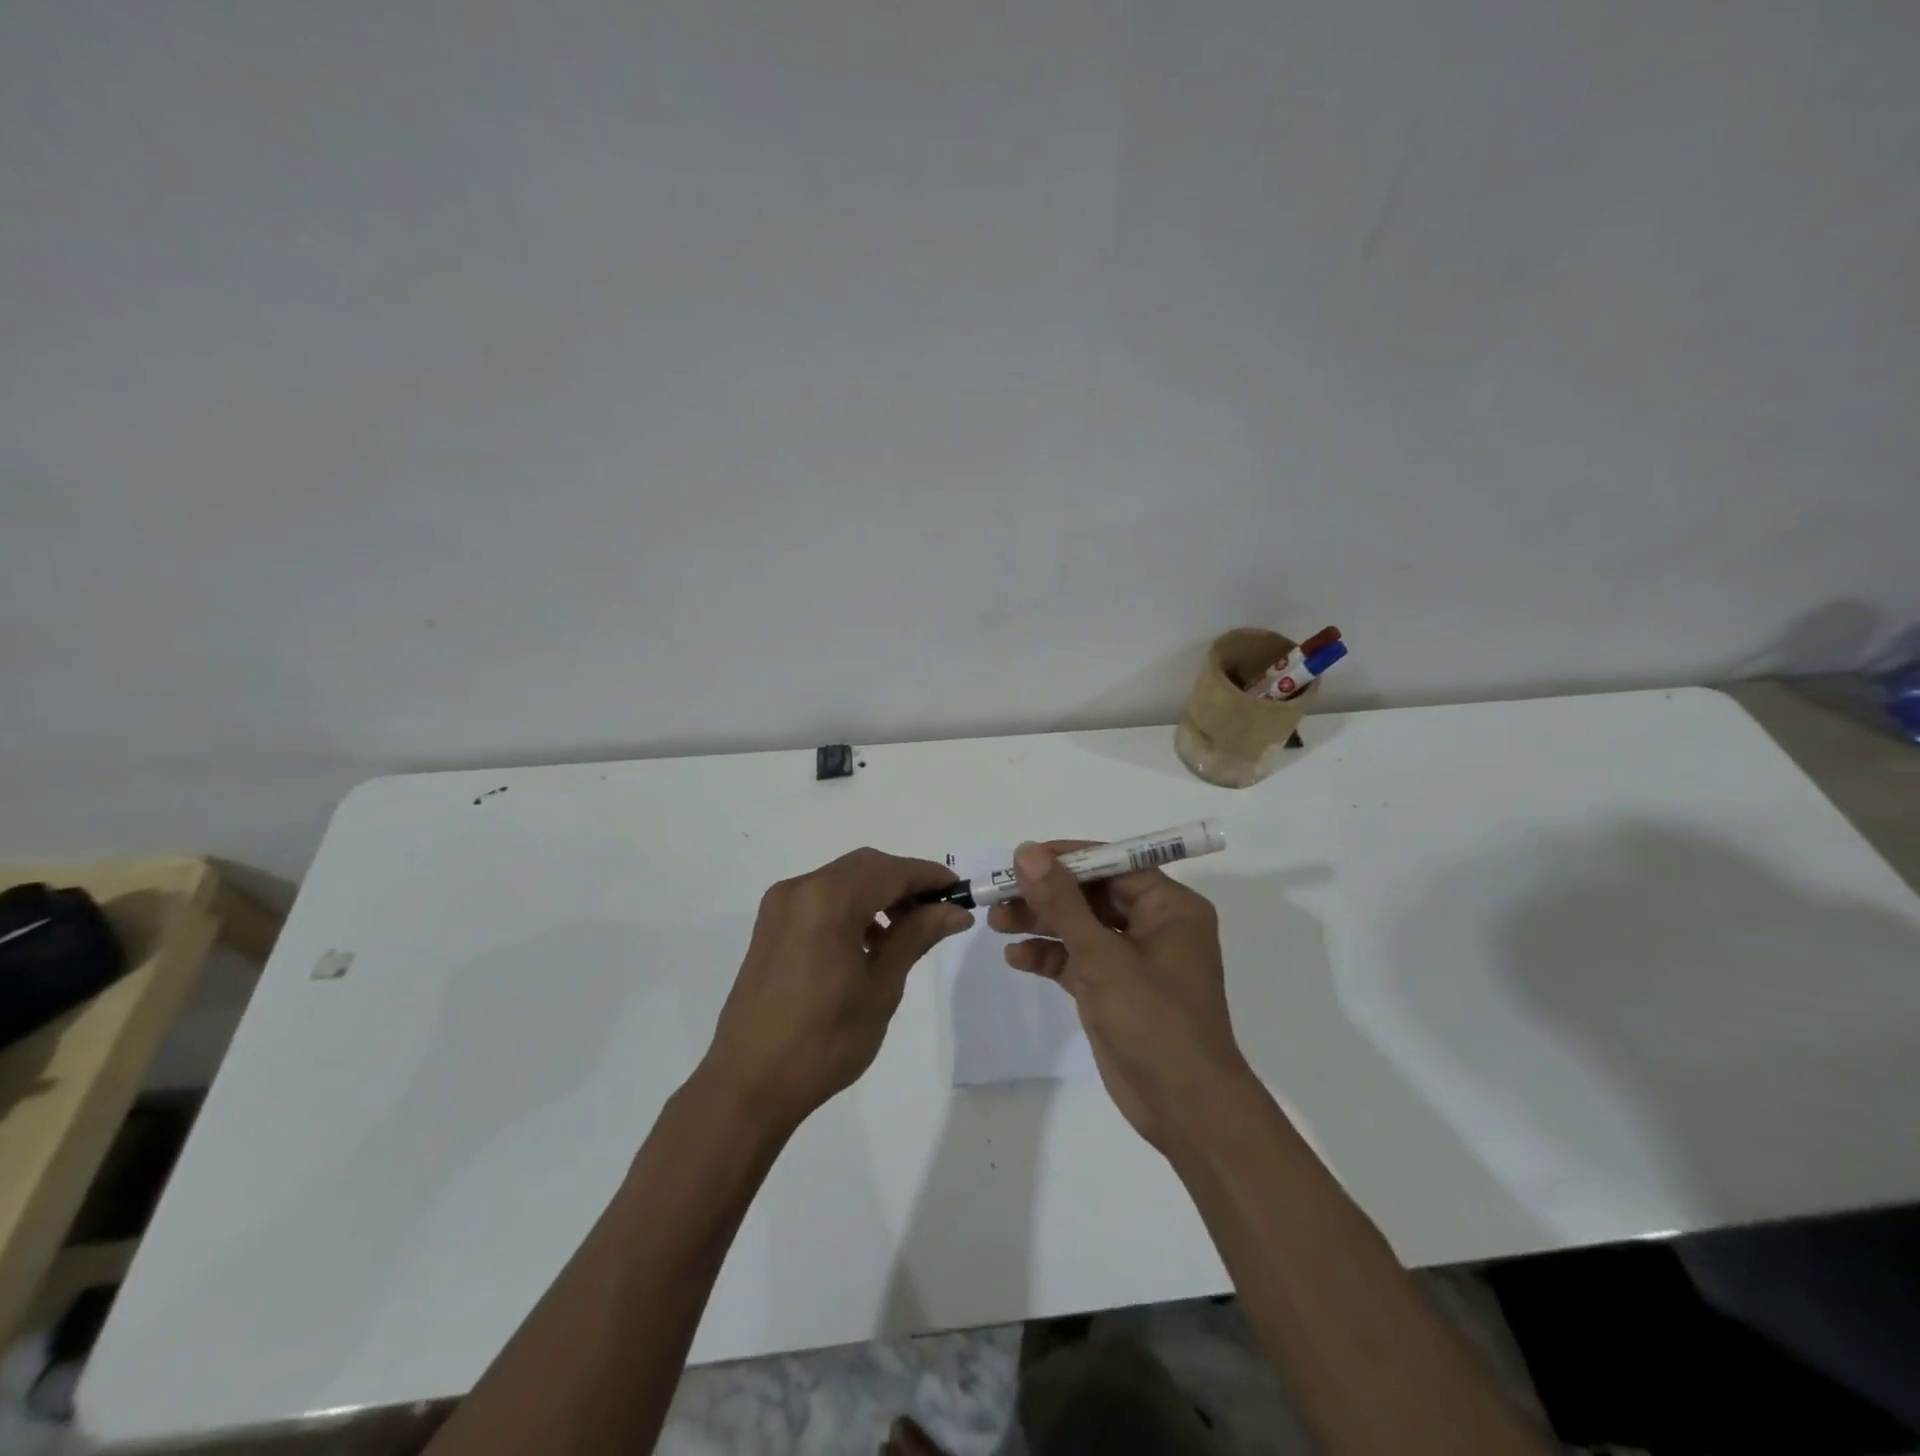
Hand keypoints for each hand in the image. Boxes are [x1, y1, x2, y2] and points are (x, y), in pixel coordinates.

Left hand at [699, 848, 971, 1132]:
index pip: (892, 871)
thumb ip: (916, 937)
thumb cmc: (824, 1041)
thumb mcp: (881, 987)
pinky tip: (868, 942)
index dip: (930, 877)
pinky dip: (851, 906)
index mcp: (828, 900)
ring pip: (843, 879)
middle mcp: (801, 888)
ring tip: (906, 933)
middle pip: (866, 867)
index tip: (961, 893)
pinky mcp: (771, 925)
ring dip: (878, 893)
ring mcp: (780, 905)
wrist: (748, 1085)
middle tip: (937, 913)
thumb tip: (954, 910)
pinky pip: (821, 897)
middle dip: (905, 882)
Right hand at [990, 841, 1250, 1152]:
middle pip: (1092, 895)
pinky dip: (1049, 957)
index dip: (1067, 858)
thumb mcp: (1102, 956)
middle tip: (999, 893)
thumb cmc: (1154, 1020)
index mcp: (1169, 907)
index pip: (1113, 865)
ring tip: (996, 921)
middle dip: (1046, 895)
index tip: (1022, 858)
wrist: (1185, 1108)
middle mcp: (1154, 926)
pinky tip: (1016, 958)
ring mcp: (1133, 960)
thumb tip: (1028, 852)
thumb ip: (1062, 903)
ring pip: (1080, 927)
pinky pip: (1078, 961)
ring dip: (1041, 923)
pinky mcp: (1115, 990)